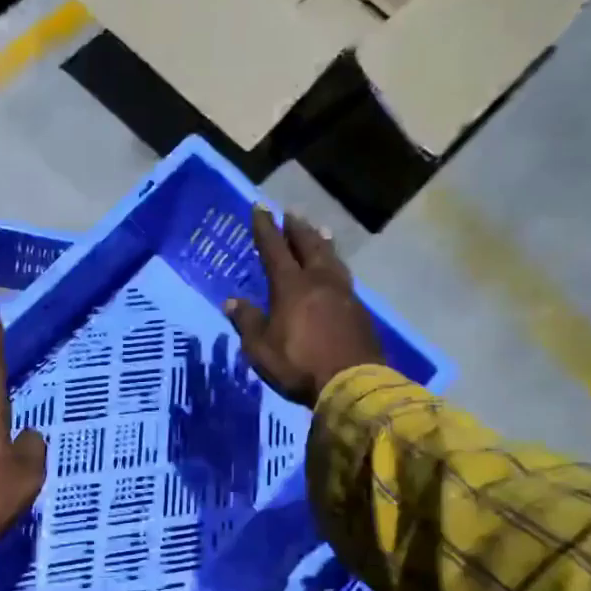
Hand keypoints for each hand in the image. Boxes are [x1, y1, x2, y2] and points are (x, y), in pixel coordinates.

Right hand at [225, 207, 383, 406]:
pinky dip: (335, 265)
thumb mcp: (260, 348)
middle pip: (309, 246)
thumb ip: (248, 322)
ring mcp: (343, 294)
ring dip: (322, 242)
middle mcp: (319, 281)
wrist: (352, 382)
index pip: (274, 249)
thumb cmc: (298, 364)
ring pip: (331, 258)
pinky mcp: (359, 310)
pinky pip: (344, 277)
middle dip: (297, 229)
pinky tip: (335, 270)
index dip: (265, 228)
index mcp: (291, 286)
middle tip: (291, 214)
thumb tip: (232, 302)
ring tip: (320, 231)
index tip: (260, 208)